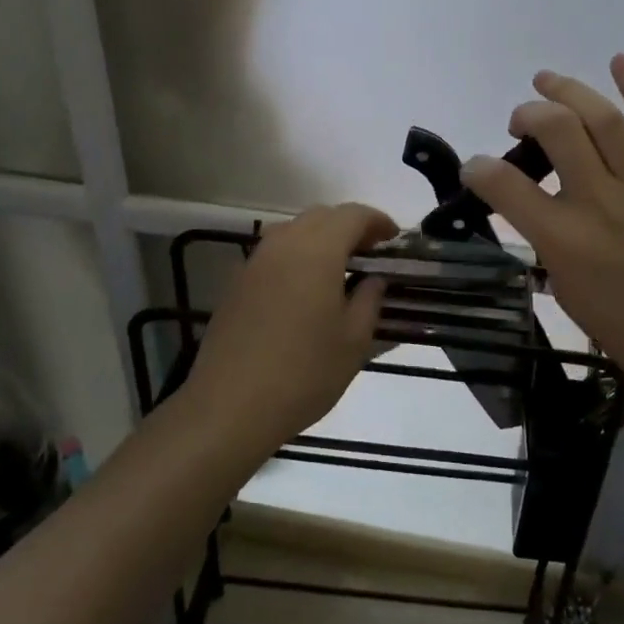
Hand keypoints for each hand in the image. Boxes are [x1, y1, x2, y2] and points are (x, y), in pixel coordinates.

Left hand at [177, 203, 396, 459]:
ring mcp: (254, 262)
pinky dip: (296, 255)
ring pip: (293, 230)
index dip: (377, 221)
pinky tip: (305, 288)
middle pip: (321, 216)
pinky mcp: (236, 283)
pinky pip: (273, 252)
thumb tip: (373, 280)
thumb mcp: (353, 342)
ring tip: (339, 267)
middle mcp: (283, 245)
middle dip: (349, 226)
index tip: (394, 238)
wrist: (229, 407)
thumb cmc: (303, 374)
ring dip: (320, 238)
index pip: (352, 215)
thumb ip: (369, 300)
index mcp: (317, 252)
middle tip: (370, 252)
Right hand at [460, 56, 623, 407]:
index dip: (479, 168)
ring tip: (546, 79)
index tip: (474, 167)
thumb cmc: (621, 324)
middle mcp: (602, 204)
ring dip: (570, 90)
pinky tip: (618, 61)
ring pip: (604, 119)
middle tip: (518, 120)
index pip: (508, 187)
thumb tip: (525, 198)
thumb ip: (541, 236)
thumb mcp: (563, 286)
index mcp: (566, 241)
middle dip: (529, 114)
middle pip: (560, 131)